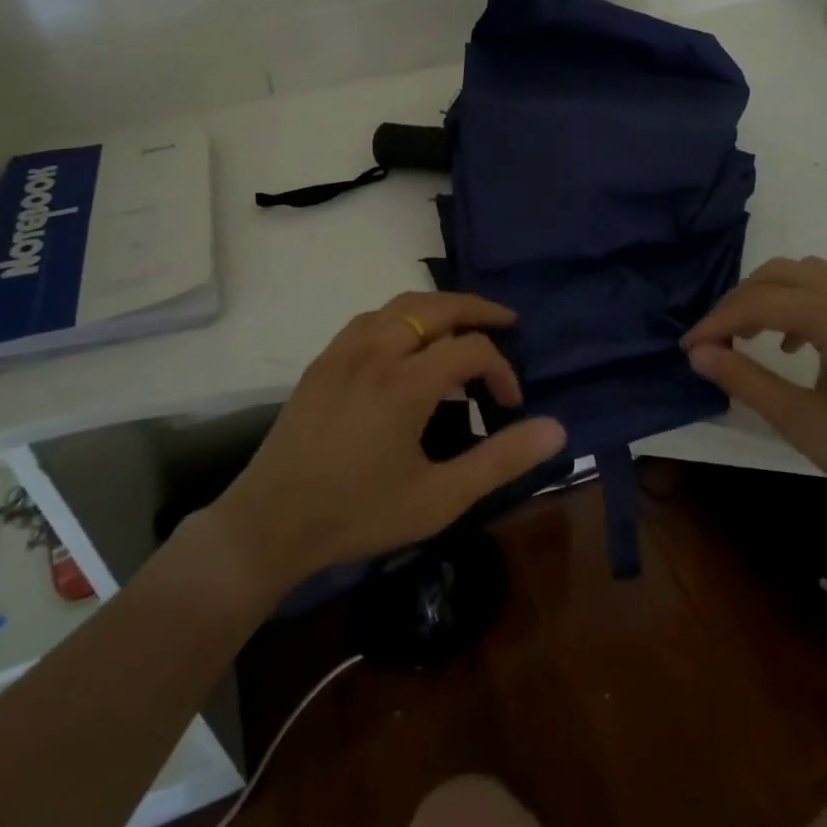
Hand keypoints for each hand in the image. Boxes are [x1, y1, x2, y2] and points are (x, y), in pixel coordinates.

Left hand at [211, 292, 566, 587]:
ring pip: (402, 303)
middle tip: (507, 322)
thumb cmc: (359, 514)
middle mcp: (376, 350)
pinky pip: (371, 317)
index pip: (472, 349)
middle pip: (438, 306)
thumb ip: (501, 460)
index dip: (502, 370)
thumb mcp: (440, 498)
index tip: (510, 404)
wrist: (269, 523)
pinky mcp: (323, 360)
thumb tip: (557, 428)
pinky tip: (408, 340)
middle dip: (479, 310)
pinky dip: (403, 315)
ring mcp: (344, 350)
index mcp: (406, 382)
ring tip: (463, 324)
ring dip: (439, 307)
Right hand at [682, 257, 826, 525]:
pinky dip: (800, 303)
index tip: (688, 348)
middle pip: (781, 273)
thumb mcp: (803, 423)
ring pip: (807, 274)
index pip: (761, 302)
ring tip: (748, 337)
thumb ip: (746, 380)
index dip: (718, 322)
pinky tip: (795, 345)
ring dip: (769, 296)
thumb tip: (698, 353)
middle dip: (740, 301)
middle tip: (715, 341)